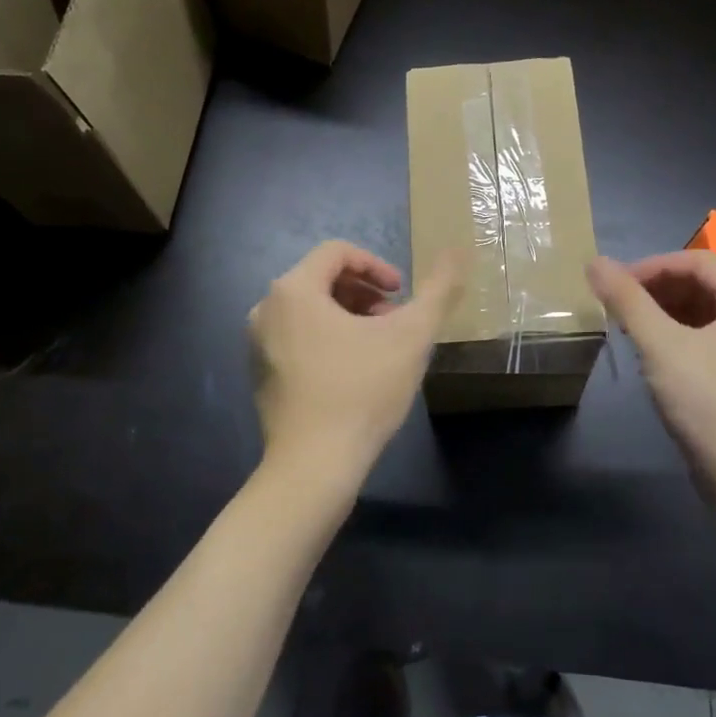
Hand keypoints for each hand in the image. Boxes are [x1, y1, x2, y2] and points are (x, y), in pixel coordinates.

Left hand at [249, 240, 461, 500]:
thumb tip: (457, 249)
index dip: (376, 265)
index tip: (401, 293)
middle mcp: (266, 309)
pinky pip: (297, 337)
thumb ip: (437, 289)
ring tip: (380, 346)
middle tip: (394, 321)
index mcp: (294, 290)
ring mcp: (258, 344)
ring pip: (311, 310)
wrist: (314, 466)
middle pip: (322, 279)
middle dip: (364, 293)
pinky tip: (355, 371)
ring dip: (349, 316)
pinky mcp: (261, 374)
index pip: (337, 252)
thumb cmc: (362, 392)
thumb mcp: (412, 336)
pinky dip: (328, 338)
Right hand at [586, 251, 715, 505]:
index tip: (615, 285)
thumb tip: (595, 261)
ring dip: (663, 314)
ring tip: (628, 330)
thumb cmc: (710, 403)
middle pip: (702, 285)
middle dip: (656, 289)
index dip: (652, 266)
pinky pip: (707, 342)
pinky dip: (677, 339)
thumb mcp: (661, 346)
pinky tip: (652, 358)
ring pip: (703, 315)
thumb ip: (627, 301)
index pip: (696, 260)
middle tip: (617, 307)